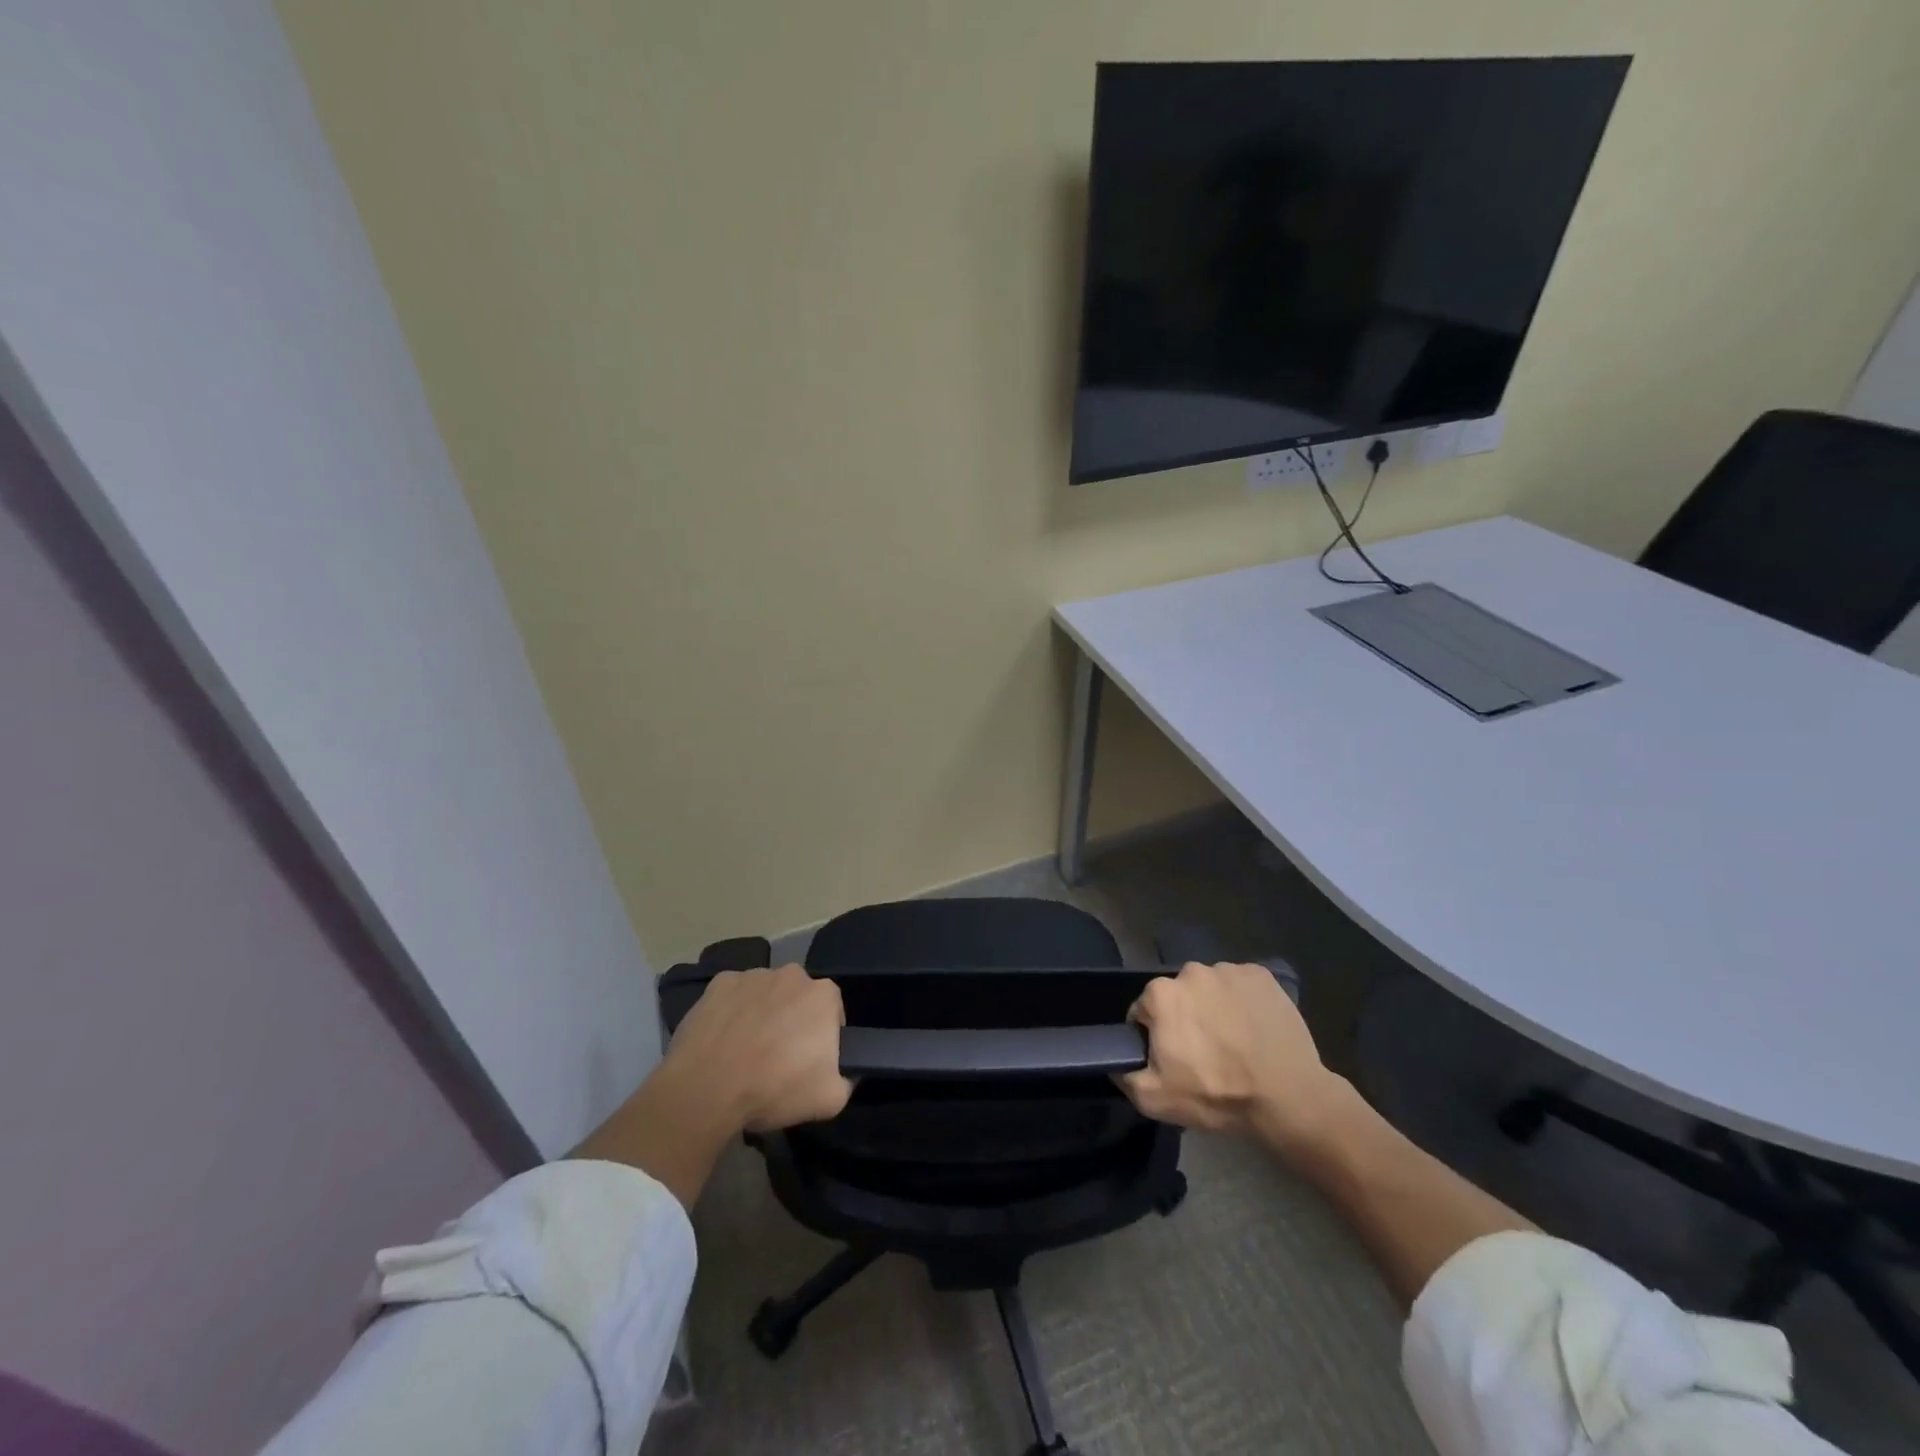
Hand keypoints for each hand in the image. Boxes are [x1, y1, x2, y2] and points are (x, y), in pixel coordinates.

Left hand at [661, 964, 852, 1132]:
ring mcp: (753, 975)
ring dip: (763, 1012)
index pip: (833, 1010)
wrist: (706, 1090)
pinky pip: (734, 995)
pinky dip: (732, 1010)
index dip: (824, 1035)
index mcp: (823, 995)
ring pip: (766, 993)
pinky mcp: (719, 983)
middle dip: (793, 1019)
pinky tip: (723, 1039)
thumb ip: (847, 1080)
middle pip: (799, 996)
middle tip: (779, 1055)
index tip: (810, 1059)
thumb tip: (846, 1072)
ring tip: (746, 1049)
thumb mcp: (830, 1100)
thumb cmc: (774, 1090)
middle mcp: (792, 974)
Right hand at [1117, 962, 1348, 1154]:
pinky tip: (1254, 1029)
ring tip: (1234, 1041)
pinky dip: (1243, 1002)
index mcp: (1161, 994)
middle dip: (1185, 1018)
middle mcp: (1191, 971)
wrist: (1287, 1097)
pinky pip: (1241, 985)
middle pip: (1178, 995)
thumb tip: (1116, 1061)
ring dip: (1214, 1007)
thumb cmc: (1217, 1095)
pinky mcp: (1261, 976)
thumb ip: (1124, 1075)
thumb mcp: (1155, 1100)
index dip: (1155, 1036)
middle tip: (1205, 1052)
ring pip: (1210, 988)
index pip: (1144, 1011)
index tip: (1173, 1058)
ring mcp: (1229, 970)